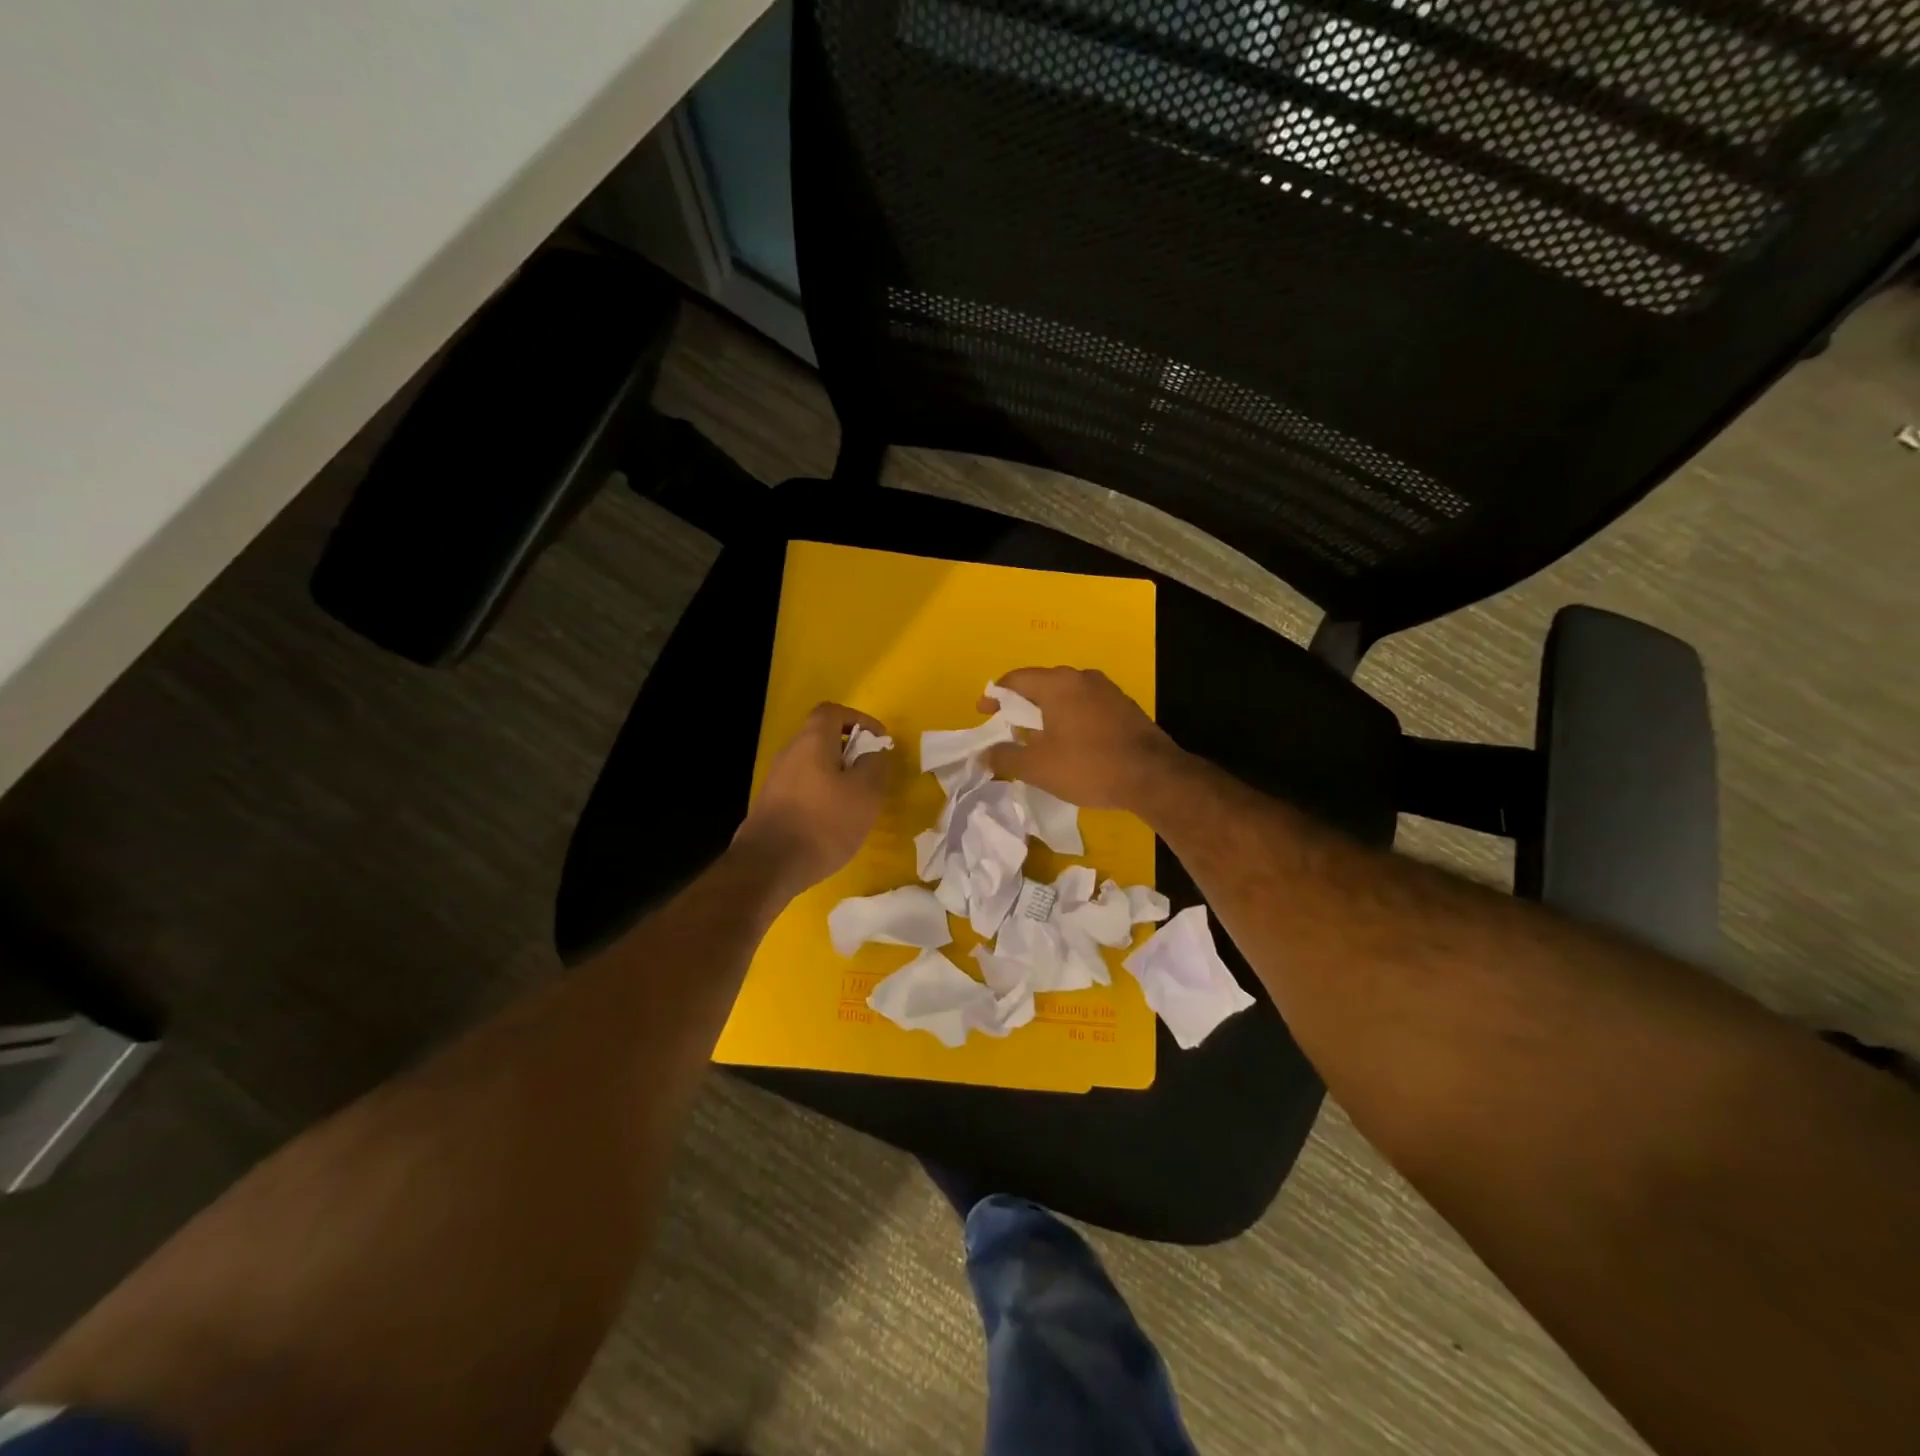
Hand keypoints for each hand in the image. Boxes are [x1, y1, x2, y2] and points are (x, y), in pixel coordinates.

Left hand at [736, 702, 890, 891]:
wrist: (769, 865)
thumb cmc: (824, 823)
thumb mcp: (866, 793)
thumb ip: (875, 765)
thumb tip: (875, 751)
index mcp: (812, 741)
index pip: (832, 711)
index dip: (858, 719)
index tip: (878, 741)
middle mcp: (790, 753)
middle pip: (822, 738)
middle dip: (850, 751)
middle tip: (871, 774)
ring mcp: (776, 779)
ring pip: (813, 765)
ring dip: (837, 776)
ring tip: (857, 801)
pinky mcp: (771, 804)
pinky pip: (803, 787)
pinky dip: (822, 794)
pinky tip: (833, 821)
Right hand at [981, 667, 1184, 812]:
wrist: (1153, 777)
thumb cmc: (1088, 766)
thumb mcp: (1037, 767)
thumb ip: (1005, 756)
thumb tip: (986, 753)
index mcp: (1058, 684)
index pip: (1015, 679)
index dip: (994, 696)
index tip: (984, 713)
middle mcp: (1083, 677)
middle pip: (1042, 685)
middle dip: (1021, 706)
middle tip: (1009, 728)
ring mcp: (1108, 691)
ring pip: (1066, 696)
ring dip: (1047, 713)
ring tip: (1038, 739)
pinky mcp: (1125, 708)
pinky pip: (1086, 706)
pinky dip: (1070, 719)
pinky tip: (1070, 744)